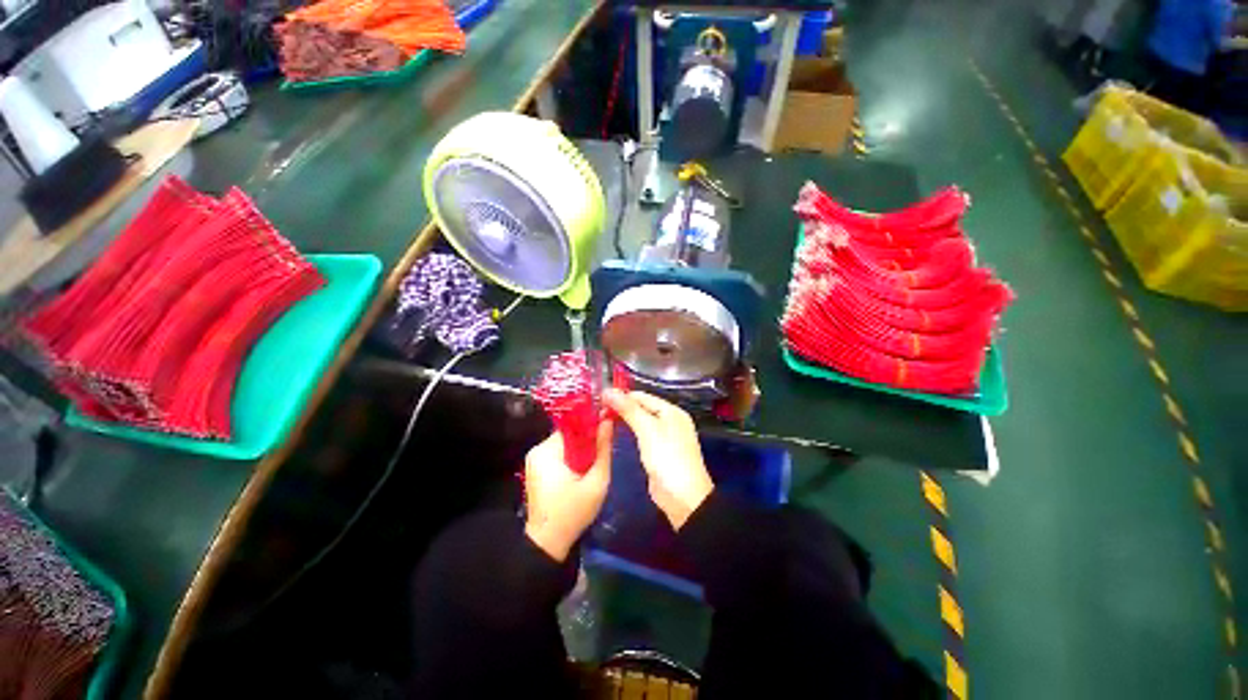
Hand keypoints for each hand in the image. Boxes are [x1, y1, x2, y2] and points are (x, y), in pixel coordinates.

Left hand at [523, 422, 613, 561]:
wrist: (548, 543)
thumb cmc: (573, 513)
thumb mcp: (596, 482)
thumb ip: (603, 449)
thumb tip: (608, 420)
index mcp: (547, 451)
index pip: (572, 426)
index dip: (591, 426)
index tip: (607, 427)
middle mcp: (537, 450)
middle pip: (569, 434)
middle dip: (586, 440)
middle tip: (603, 448)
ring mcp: (534, 459)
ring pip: (565, 443)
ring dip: (580, 449)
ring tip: (594, 460)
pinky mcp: (536, 468)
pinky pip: (558, 453)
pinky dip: (572, 457)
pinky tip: (582, 469)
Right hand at [604, 389, 713, 529]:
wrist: (683, 497)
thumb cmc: (667, 457)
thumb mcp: (647, 430)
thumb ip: (629, 409)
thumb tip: (609, 391)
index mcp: (671, 411)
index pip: (643, 396)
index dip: (622, 395)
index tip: (600, 397)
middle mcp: (670, 420)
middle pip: (642, 407)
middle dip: (622, 407)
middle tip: (598, 408)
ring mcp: (665, 437)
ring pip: (641, 421)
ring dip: (624, 419)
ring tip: (601, 418)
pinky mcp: (659, 452)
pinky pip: (642, 436)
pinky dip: (629, 432)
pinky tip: (615, 433)